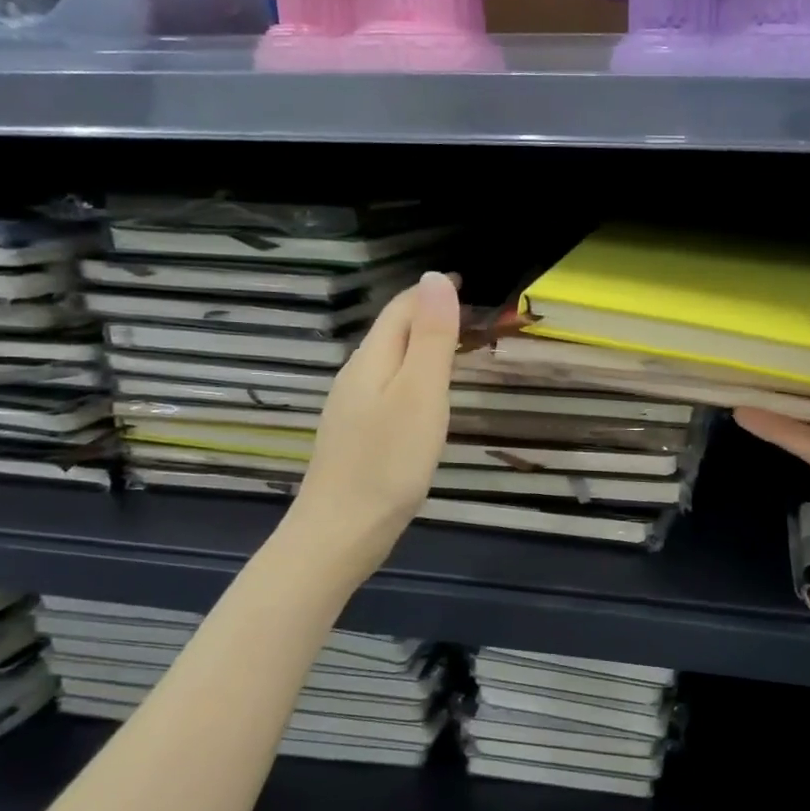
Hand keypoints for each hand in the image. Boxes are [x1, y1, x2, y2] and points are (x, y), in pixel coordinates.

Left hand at [291, 272, 459, 575]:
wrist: (341, 532)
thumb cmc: (388, 462)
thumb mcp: (421, 394)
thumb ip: (431, 338)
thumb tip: (433, 278)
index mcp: (372, 360)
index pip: (400, 309)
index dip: (431, 292)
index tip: (466, 283)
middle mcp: (356, 376)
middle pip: (392, 332)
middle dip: (426, 314)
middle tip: (468, 316)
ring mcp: (352, 408)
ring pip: (388, 361)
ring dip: (420, 345)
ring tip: (454, 348)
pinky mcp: (356, 436)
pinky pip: (387, 388)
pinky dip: (412, 376)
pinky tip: (423, 399)